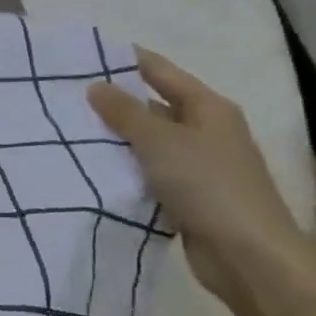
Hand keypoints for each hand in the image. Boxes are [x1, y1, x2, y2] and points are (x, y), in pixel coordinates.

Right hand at [88, 49, 315, 315]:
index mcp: (208, 107)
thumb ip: (123, 111)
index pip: (158, 70)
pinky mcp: (190, 196)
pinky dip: (126, 168)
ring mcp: (200, 165)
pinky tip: (92, 167)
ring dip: (116, 138)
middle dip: (113, 102)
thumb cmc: (208, 185)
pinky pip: (149, 171)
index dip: (122, 60)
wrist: (251, 259)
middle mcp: (206, 130)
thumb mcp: (158, 140)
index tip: (80, 56)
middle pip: (152, 105)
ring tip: (68, 129)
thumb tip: (95, 85)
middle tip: (64, 95)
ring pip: (148, 141)